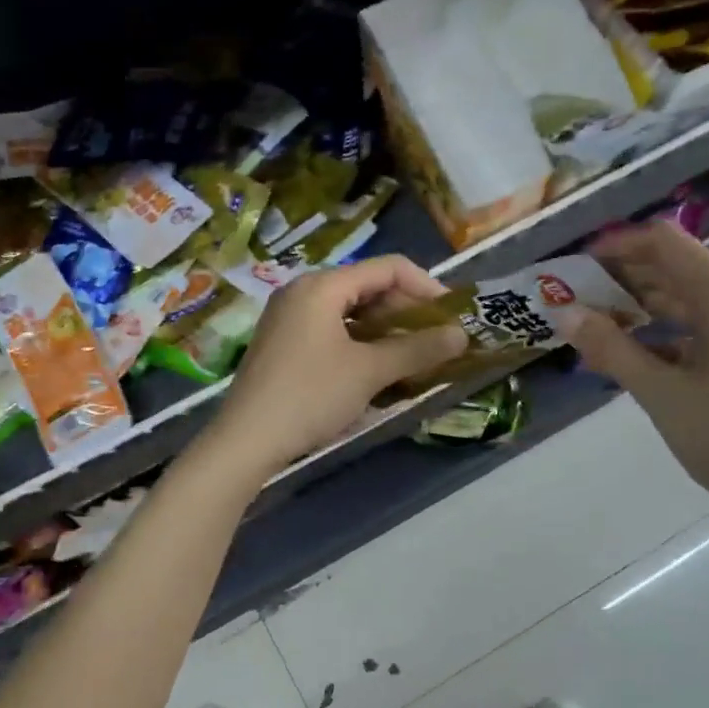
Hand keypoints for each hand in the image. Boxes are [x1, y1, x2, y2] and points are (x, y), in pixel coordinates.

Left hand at [201, 255, 467, 481]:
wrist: (247, 439)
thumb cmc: (311, 396)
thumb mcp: (369, 371)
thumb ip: (417, 349)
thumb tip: (462, 335)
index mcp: (322, 286)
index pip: (387, 268)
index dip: (426, 286)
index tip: (453, 315)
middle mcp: (302, 291)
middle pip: (367, 287)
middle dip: (406, 311)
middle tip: (435, 340)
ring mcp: (288, 317)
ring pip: (349, 311)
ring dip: (384, 330)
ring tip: (412, 356)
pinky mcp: (282, 343)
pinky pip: (331, 330)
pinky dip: (359, 343)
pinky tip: (376, 369)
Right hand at [562, 222, 708, 539]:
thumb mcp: (660, 393)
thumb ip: (610, 348)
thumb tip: (563, 312)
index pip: (667, 244)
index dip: (619, 245)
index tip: (576, 265)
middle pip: (677, 268)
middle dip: (623, 277)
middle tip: (575, 298)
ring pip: (687, 300)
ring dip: (640, 306)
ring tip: (594, 325)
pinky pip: (700, 328)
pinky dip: (663, 333)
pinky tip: (631, 354)